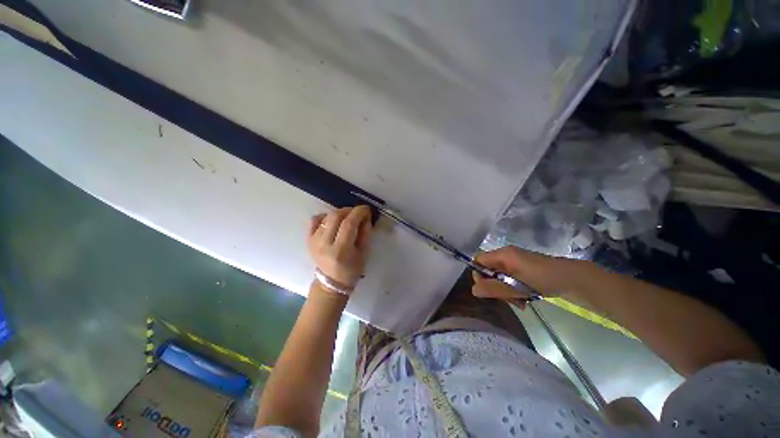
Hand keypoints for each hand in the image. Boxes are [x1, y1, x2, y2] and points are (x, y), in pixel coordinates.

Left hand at [308, 206, 372, 291]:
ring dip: (339, 213)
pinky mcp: (308, 239)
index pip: (349, 224)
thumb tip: (365, 216)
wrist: (331, 282)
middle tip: (358, 213)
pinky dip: (325, 216)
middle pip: (336, 216)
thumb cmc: (351, 270)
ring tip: (347, 217)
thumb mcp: (364, 253)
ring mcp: (314, 241)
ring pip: (326, 216)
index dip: (359, 212)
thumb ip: (365, 233)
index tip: (366, 209)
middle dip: (349, 210)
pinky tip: (333, 221)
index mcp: (341, 250)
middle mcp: (324, 244)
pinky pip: (315, 220)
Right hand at [471, 246, 574, 306]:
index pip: (478, 260)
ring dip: (504, 291)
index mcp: (502, 254)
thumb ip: (494, 288)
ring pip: (499, 277)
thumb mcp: (516, 286)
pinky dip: (512, 290)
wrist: (573, 279)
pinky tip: (523, 299)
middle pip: (488, 270)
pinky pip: (509, 278)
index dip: (478, 274)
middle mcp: (506, 255)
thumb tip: (473, 290)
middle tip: (506, 300)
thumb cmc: (543, 279)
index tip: (487, 290)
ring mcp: (515, 261)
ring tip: (518, 302)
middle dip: (494, 286)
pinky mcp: (523, 269)